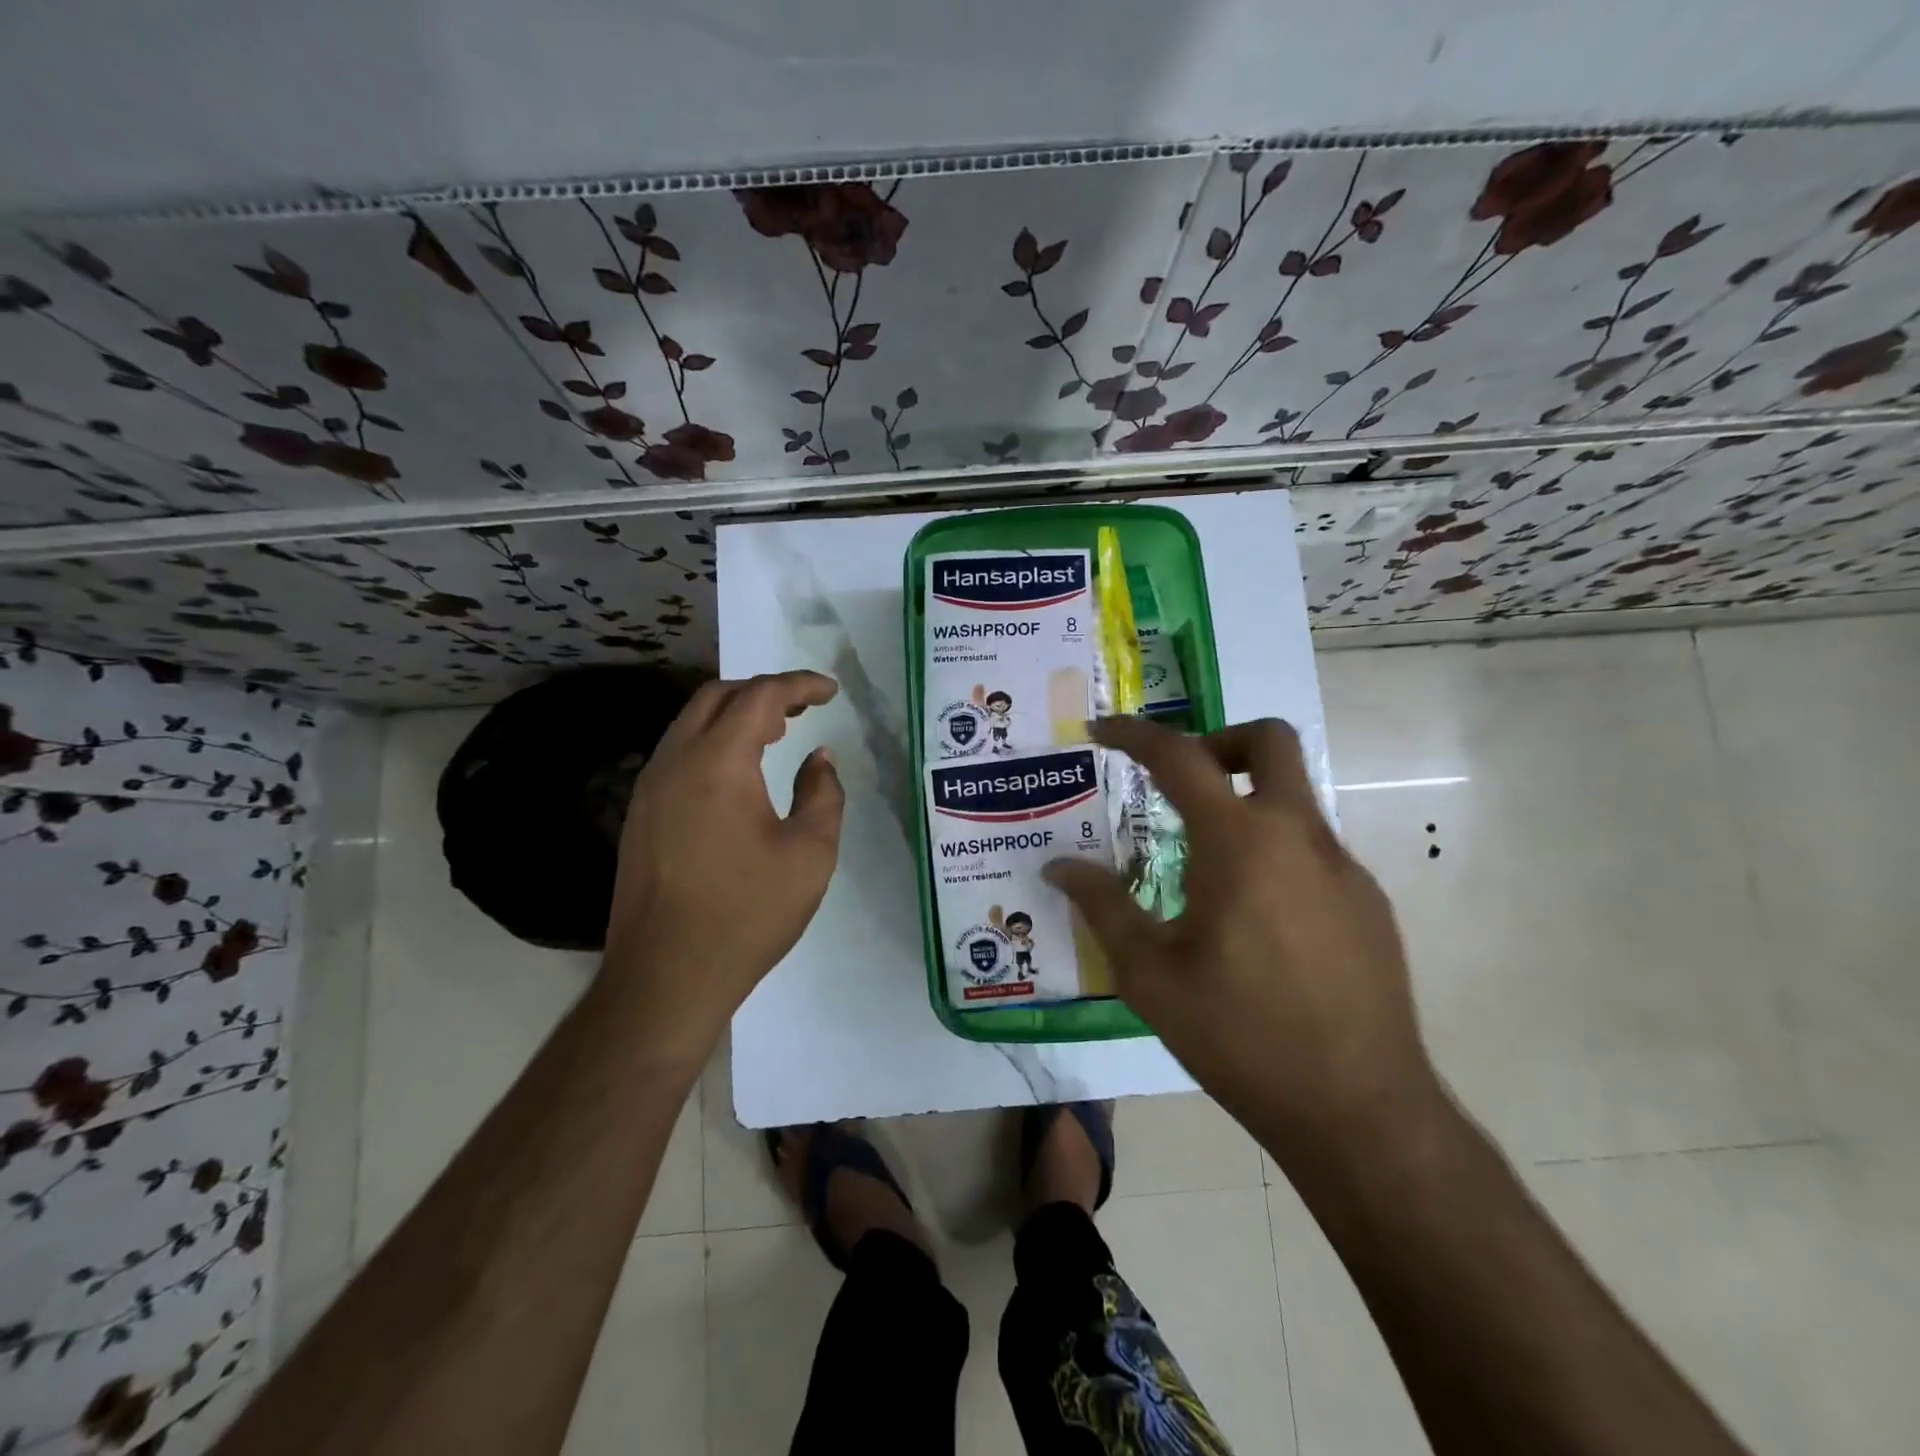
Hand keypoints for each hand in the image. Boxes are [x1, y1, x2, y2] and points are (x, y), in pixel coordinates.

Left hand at [600, 671, 844, 1066]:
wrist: (666, 977)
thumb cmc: (747, 913)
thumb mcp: (809, 854)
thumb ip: (823, 794)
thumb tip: (819, 760)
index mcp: (717, 763)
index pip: (760, 697)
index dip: (799, 685)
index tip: (831, 691)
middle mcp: (675, 761)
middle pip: (717, 697)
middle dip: (763, 692)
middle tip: (803, 708)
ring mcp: (649, 787)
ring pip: (691, 723)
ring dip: (735, 716)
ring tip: (777, 733)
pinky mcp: (640, 814)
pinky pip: (679, 754)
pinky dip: (713, 742)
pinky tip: (738, 773)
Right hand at [1045, 716, 1441, 1161]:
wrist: (1359, 1112)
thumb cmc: (1239, 1037)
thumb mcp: (1150, 975)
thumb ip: (1103, 906)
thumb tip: (1059, 867)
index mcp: (1240, 843)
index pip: (1180, 757)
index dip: (1134, 735)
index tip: (1102, 731)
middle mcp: (1299, 837)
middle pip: (1269, 742)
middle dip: (1218, 741)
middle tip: (1179, 783)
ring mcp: (1344, 869)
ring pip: (1292, 798)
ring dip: (1245, 803)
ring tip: (1203, 868)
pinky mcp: (1368, 904)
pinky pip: (1313, 849)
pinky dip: (1273, 851)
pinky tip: (1252, 921)